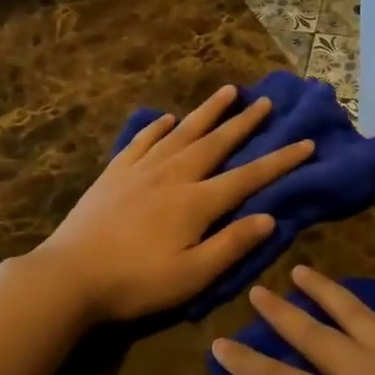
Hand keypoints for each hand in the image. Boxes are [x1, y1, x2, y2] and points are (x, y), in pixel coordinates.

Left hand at [30, 84, 313, 323]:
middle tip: (266, 101)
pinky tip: (167, 118)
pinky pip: (142, 140)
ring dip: (208, 111)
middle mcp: (174, 175)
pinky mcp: (115, 173)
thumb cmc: (136, 282)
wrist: (68, 276)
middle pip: (217, 142)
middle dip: (245, 122)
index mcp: (197, 201)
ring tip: (228, 91)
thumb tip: (269, 217)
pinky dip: (159, 127)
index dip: (280, 160)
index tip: (305, 142)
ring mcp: (142, 169)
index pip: (248, 176)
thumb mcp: (192, 275)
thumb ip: (231, 245)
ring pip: (183, 132)